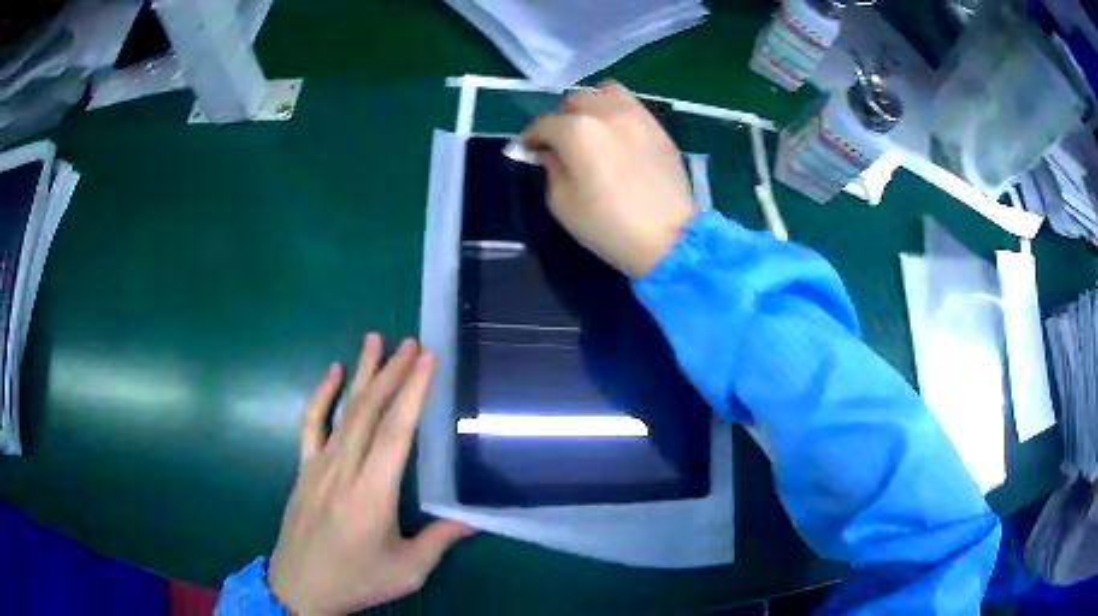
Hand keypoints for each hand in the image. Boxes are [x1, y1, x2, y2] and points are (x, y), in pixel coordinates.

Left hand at [269, 334, 472, 614]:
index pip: (396, 431)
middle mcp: (344, 468)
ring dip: (361, 373)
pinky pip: (311, 423)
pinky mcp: (304, 468)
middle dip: (392, 372)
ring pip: (343, 410)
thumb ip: (441, 540)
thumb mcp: (408, 569)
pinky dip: (321, 395)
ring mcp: (319, 465)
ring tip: (375, 339)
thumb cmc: (357, 579)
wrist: (300, 587)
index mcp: (373, 492)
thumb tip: (476, 519)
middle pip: (369, 411)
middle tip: (411, 342)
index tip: (427, 359)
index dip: (412, 392)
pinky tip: (332, 372)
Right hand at [522, 81, 694, 278]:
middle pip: (574, 101)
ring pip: (606, 93)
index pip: (543, 125)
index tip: (528, 151)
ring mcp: (636, 116)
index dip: (531, 138)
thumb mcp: (563, 204)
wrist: (669, 238)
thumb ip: (551, 169)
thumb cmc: (608, 226)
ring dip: (592, 106)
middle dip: (561, 120)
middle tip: (561, 144)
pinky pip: (632, 105)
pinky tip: (618, 136)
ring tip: (593, 130)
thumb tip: (549, 153)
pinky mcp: (658, 128)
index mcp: (576, 131)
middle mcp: (605, 113)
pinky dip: (618, 112)